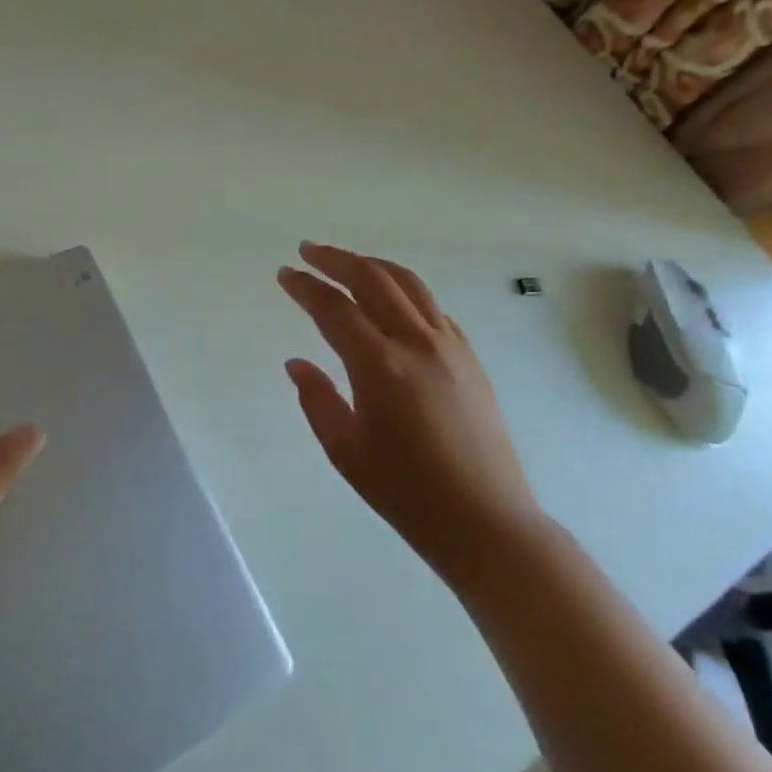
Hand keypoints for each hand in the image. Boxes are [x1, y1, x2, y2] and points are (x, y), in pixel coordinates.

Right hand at [278, 242, 543, 581]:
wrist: (486, 521)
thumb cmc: (407, 493)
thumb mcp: (346, 451)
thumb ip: (316, 400)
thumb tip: (296, 363)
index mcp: (380, 366)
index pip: (334, 308)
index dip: (306, 287)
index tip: (285, 273)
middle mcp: (417, 343)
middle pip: (373, 279)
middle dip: (337, 259)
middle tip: (309, 251)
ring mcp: (449, 346)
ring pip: (408, 283)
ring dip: (372, 265)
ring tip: (347, 262)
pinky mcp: (469, 356)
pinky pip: (431, 306)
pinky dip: (403, 290)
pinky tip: (390, 300)